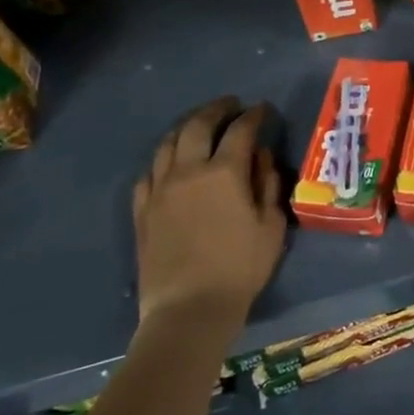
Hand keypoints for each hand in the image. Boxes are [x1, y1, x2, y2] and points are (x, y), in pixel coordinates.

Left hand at [132, 98, 285, 331]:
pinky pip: (149, 173)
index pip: (241, 130)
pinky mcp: (142, 211)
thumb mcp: (271, 226)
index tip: (263, 109)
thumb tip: (261, 157)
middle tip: (231, 105)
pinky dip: (164, 160)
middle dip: (217, 110)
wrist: (188, 309)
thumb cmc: (240, 267)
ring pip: (168, 144)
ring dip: (187, 128)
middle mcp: (188, 171)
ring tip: (200, 126)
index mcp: (224, 172)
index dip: (254, 115)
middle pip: (198, 126)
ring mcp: (160, 190)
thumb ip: (268, 184)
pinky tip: (171, 164)